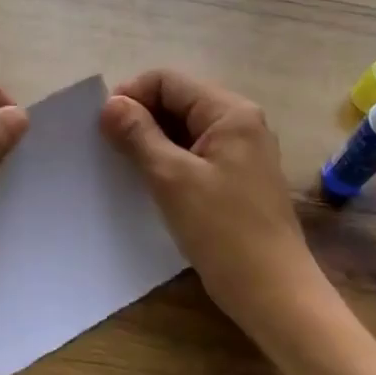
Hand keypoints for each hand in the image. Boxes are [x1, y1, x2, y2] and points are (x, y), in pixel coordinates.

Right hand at [100, 69, 323, 334]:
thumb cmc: (223, 230)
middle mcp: (239, 123)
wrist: (272, 292)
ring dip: (151, 141)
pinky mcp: (235, 178)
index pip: (169, 81)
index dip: (132, 95)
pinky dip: (167, 160)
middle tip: (108, 147)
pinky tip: (147, 181)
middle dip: (140, 118)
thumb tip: (110, 104)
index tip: (103, 126)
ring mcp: (240, 152)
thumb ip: (138, 135)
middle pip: (177, 101)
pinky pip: (194, 154)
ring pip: (183, 129)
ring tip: (123, 165)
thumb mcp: (172, 178)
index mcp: (230, 113)